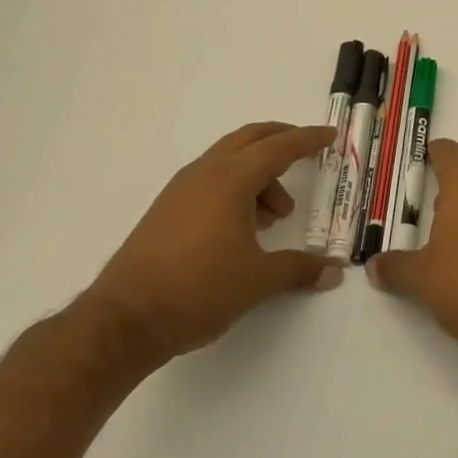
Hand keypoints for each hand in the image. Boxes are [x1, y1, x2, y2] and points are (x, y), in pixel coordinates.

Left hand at [80, 121, 341, 366]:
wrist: (123, 322)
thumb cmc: (199, 290)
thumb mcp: (259, 280)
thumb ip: (300, 268)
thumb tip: (334, 270)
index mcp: (231, 180)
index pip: (279, 147)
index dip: (309, 140)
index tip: (331, 135)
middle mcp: (205, 173)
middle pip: (250, 139)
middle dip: (282, 140)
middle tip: (308, 151)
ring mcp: (180, 190)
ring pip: (229, 161)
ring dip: (259, 173)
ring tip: (276, 215)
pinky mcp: (165, 210)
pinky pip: (210, 180)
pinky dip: (236, 187)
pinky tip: (243, 226)